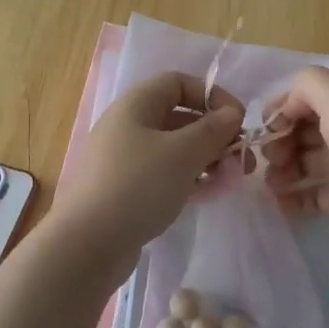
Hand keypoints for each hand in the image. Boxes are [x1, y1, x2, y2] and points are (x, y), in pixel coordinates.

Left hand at [50, 71, 244, 264]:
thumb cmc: (137, 186)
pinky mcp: (125, 189)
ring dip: (206, 157)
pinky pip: (164, 173)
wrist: (86, 244)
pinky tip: (207, 193)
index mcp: (136, 105)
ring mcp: (125, 159)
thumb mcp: (183, 153)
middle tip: (242, 159)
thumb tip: (232, 113)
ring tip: (230, 178)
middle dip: (215, 133)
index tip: (238, 120)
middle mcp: (128, 125)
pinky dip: (188, 178)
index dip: (212, 95)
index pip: (179, 83)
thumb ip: (213, 130)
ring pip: (174, 148)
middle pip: (179, 116)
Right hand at [261, 66, 328, 255]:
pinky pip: (313, 195)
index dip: (282, 109)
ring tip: (272, 182)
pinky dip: (293, 197)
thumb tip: (286, 105)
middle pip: (303, 130)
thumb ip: (307, 85)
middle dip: (279, 140)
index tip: (264, 128)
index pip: (306, 97)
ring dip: (282, 168)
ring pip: (304, 162)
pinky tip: (279, 202)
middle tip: (271, 158)